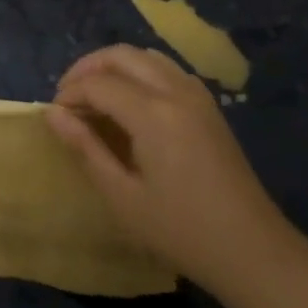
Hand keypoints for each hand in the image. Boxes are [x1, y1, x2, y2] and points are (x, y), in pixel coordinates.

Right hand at [46, 44, 295, 297]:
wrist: (254, 252)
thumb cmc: (181, 231)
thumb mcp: (123, 196)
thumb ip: (85, 148)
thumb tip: (53, 114)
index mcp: (152, 114)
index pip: (98, 83)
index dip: (70, 93)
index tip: (55, 116)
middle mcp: (175, 91)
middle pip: (121, 56)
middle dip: (87, 68)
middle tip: (69, 97)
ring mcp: (196, 95)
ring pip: (145, 55)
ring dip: (114, 66)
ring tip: (95, 95)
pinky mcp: (209, 106)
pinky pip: (167, 68)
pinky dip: (140, 71)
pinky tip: (131, 100)